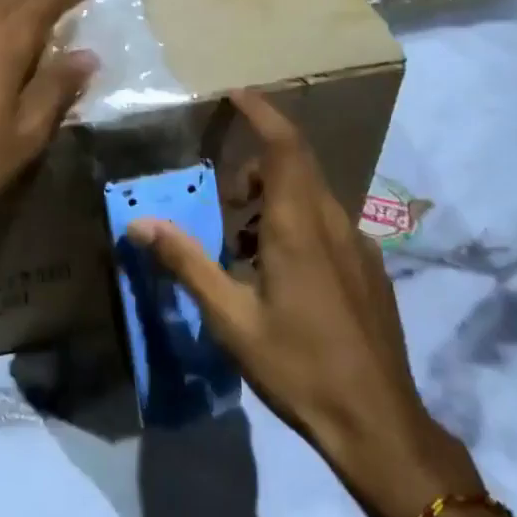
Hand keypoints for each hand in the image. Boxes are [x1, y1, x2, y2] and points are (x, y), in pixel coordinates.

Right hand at [129, 91, 479, 516]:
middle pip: (297, 165)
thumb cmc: (298, 366)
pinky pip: (329, 224)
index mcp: (299, 226)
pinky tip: (280, 272)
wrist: (378, 423)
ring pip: (313, 196)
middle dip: (258, 161)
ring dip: (275, 197)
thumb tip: (139, 223)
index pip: (283, 146)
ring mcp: (359, 246)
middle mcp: (334, 223)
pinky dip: (297, 222)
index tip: (236, 93)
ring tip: (242, 240)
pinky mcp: (370, 270)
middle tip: (224, 192)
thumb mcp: (230, 318)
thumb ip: (186, 263)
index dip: (261, 112)